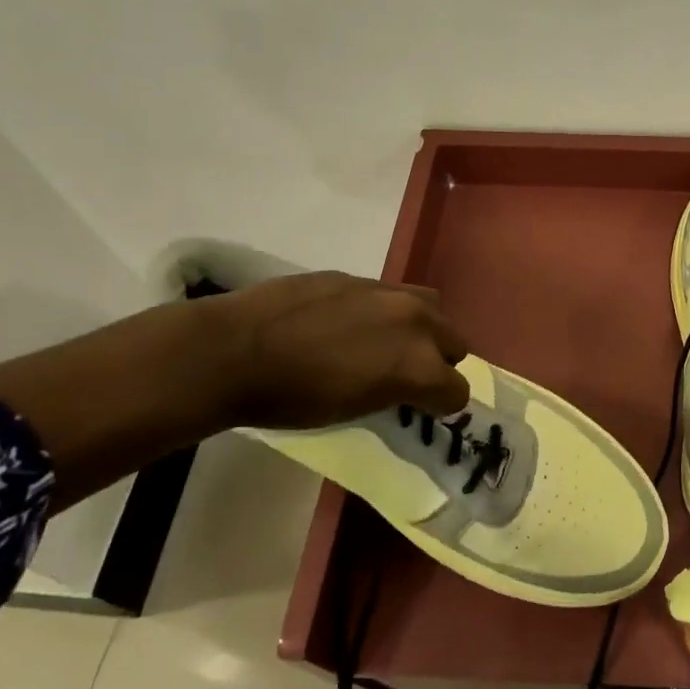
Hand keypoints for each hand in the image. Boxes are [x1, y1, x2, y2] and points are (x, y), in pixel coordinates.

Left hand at [212, 272, 470, 428]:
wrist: (232, 351)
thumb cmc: (291, 399)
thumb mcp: (354, 410)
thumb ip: (394, 391)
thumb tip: (402, 385)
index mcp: (418, 365)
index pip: (457, 391)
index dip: (440, 404)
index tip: (420, 409)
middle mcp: (416, 323)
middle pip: (456, 343)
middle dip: (438, 362)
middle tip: (405, 375)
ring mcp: (388, 293)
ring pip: (432, 308)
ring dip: (422, 329)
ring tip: (389, 342)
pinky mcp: (358, 277)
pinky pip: (390, 294)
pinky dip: (384, 312)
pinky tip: (349, 325)